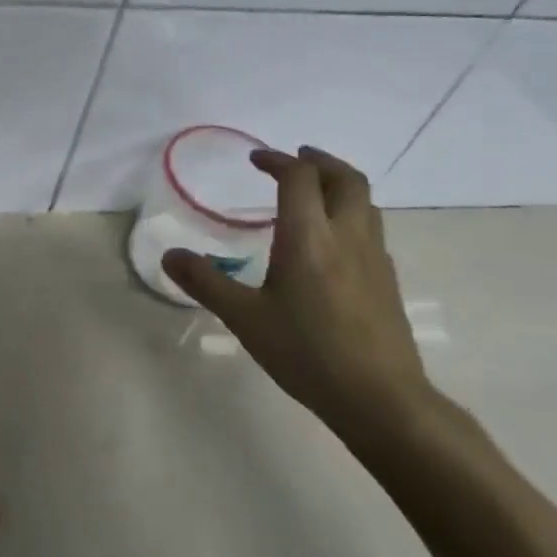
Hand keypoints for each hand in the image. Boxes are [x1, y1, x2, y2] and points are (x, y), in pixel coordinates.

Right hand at [163, 146, 436, 445]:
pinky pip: (370, 228)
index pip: (299, 178)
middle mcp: (347, 235)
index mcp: (309, 236)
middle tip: (295, 158)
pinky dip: (350, 214)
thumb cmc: (306, 352)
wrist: (380, 397)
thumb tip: (169, 255)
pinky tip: (332, 242)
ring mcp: (374, 257)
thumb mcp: (244, 318)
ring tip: (314, 192)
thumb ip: (205, 282)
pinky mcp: (387, 280)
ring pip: (365, 202)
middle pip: (345, 178)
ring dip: (339, 184)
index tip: (256, 160)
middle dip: (320, 161)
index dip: (277, 161)